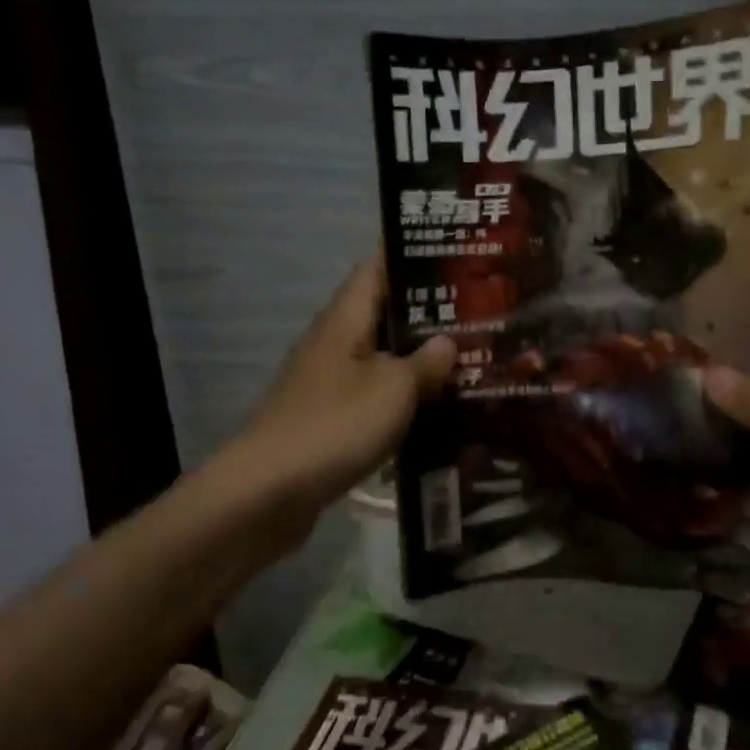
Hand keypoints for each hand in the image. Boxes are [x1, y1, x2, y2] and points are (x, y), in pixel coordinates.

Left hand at [229, 255, 456, 536]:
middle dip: (428, 315)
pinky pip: (374, 398)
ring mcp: (328, 384)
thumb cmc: (335, 425)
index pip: (377, 270)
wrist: (269, 492)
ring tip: (469, 361)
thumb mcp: (393, 388)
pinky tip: (437, 411)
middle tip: (480, 316)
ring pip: (382, 360)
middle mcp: (334, 344)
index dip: (412, 258)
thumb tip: (448, 341)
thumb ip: (426, 362)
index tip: (457, 257)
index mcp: (345, 321)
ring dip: (419, 361)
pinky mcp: (329, 421)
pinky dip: (403, 399)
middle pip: (383, 316)